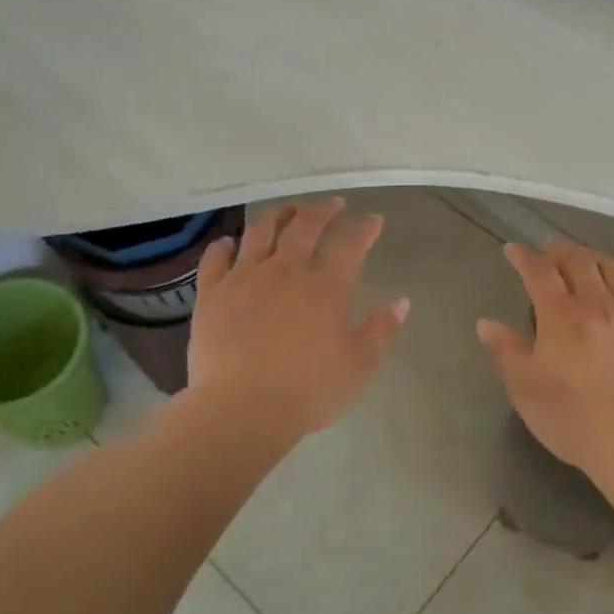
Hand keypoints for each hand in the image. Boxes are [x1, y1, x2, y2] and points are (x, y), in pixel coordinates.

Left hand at [188, 199, 409, 438]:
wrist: (242, 408)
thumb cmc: (308, 391)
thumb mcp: (358, 366)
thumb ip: (380, 331)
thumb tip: (401, 302)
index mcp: (326, 288)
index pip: (350, 245)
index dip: (364, 229)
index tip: (373, 220)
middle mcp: (286, 271)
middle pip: (305, 226)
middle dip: (322, 210)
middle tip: (332, 205)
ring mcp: (244, 278)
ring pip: (260, 231)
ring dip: (277, 215)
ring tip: (286, 211)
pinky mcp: (211, 294)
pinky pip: (216, 258)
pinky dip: (224, 246)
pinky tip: (229, 243)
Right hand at [478, 240, 613, 472]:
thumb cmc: (569, 414)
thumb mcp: (524, 386)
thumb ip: (505, 351)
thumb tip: (486, 324)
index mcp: (561, 315)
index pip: (540, 272)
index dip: (525, 257)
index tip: (514, 249)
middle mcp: (597, 304)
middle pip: (579, 261)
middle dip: (560, 250)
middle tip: (549, 248)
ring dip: (594, 257)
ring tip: (585, 258)